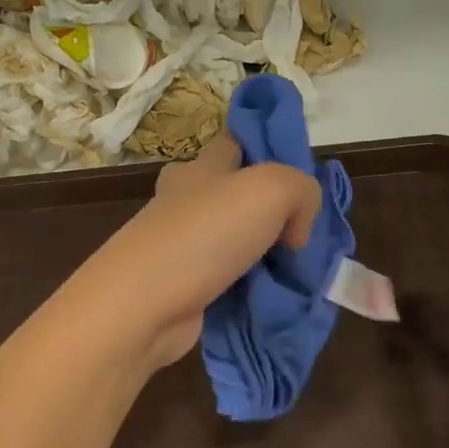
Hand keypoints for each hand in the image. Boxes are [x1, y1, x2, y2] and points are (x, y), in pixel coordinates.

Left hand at [69, 134, 320, 369]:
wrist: (145, 305)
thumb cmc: (206, 234)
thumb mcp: (272, 189)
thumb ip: (302, 192)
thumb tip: (297, 230)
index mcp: (201, 167)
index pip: (235, 142)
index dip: (266, 148)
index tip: (299, 175)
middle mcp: (187, 201)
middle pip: (235, 194)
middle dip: (270, 210)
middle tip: (303, 231)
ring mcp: (181, 246)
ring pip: (234, 239)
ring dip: (264, 253)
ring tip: (298, 269)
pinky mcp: (182, 287)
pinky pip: (227, 278)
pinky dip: (249, 287)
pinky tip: (273, 296)